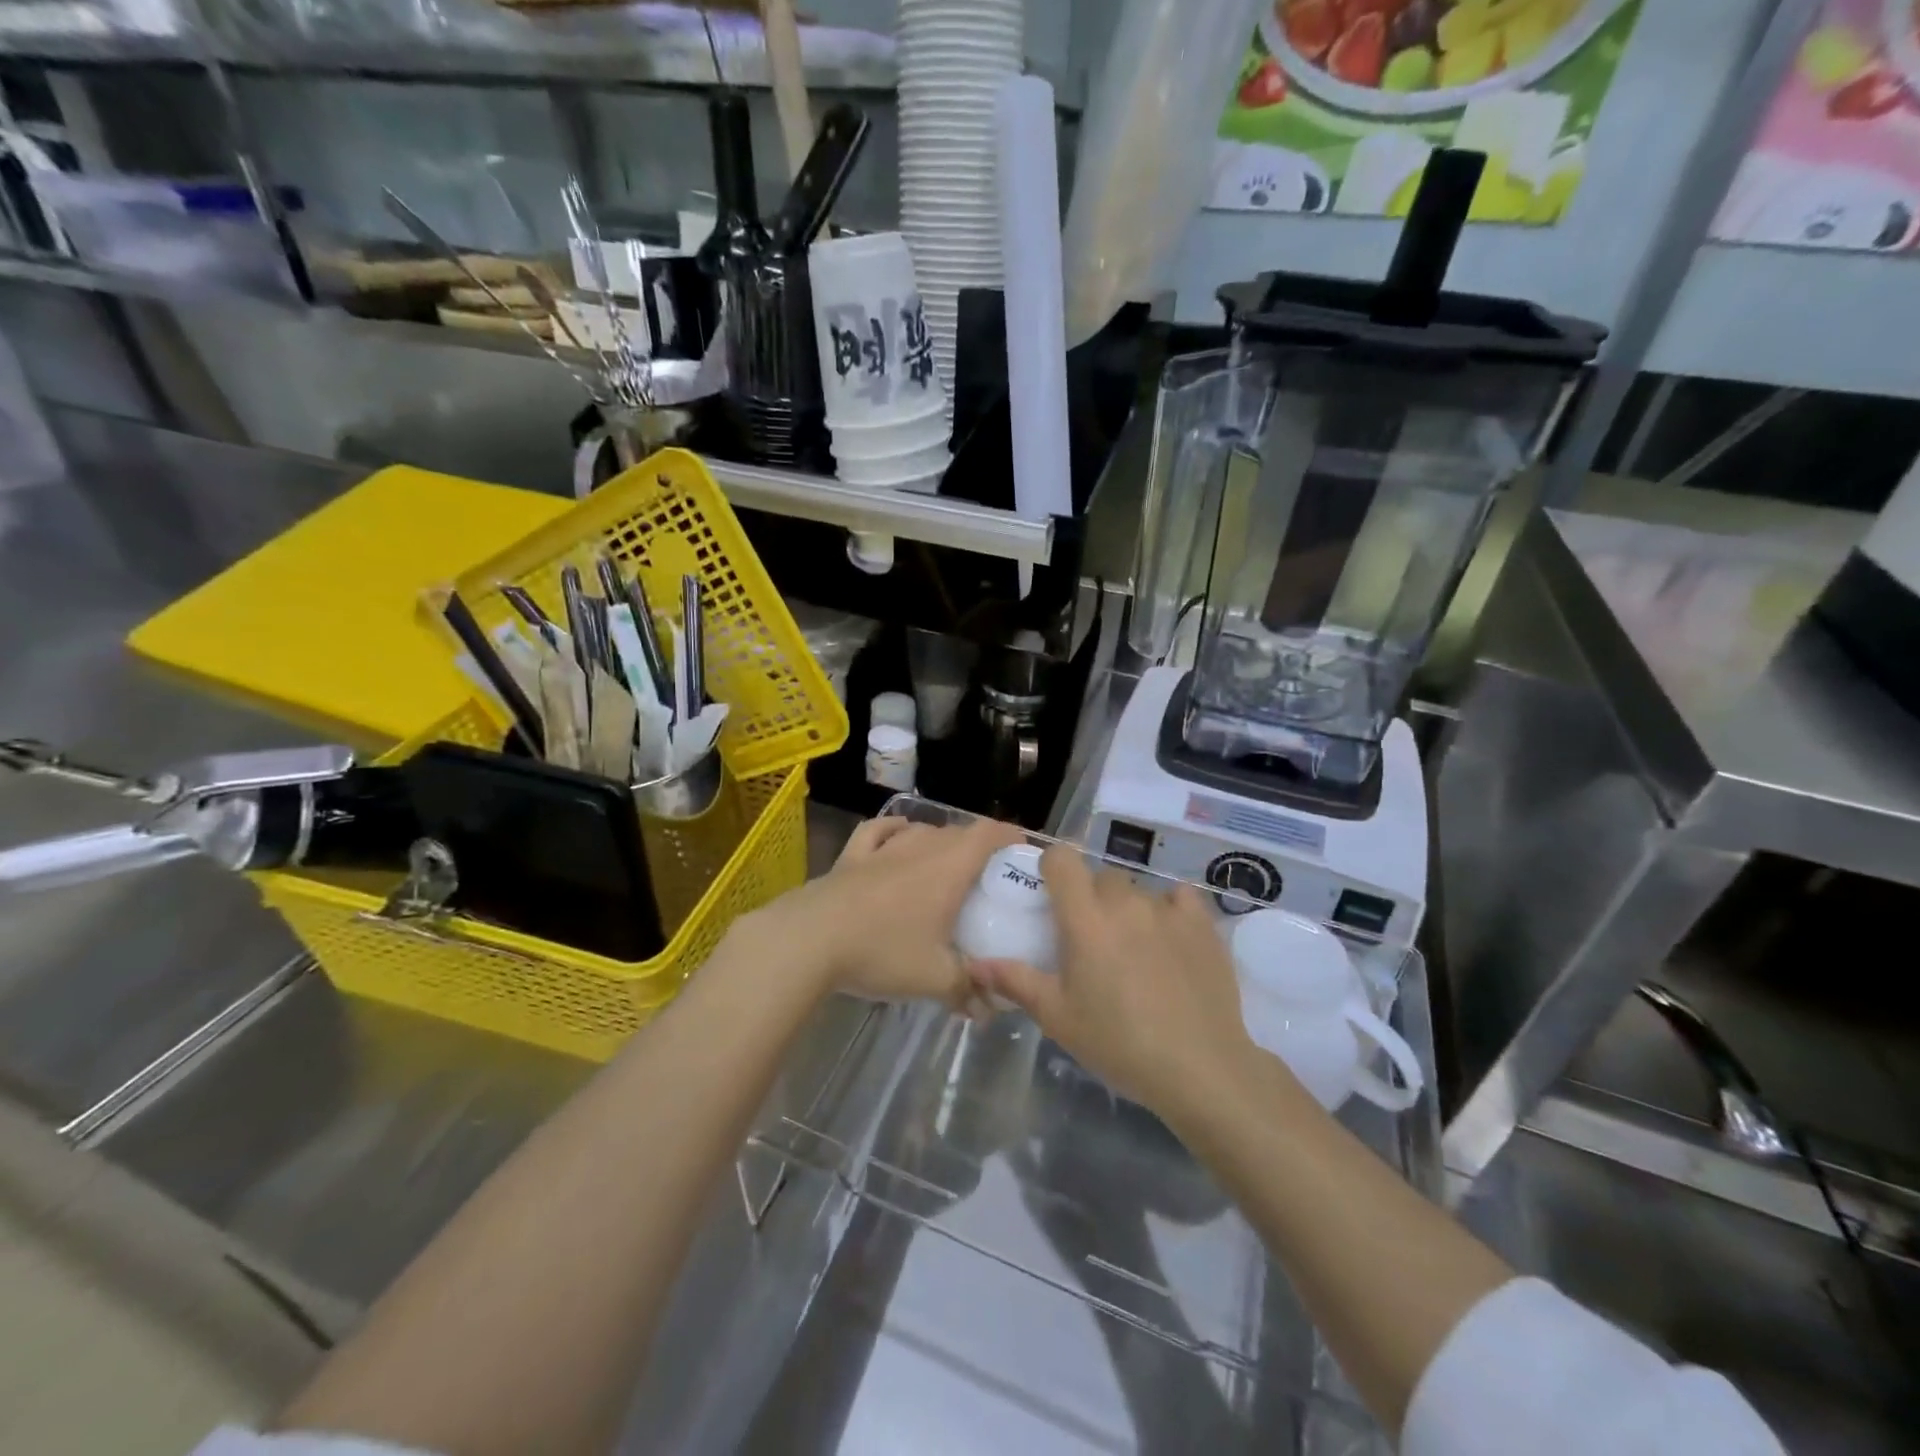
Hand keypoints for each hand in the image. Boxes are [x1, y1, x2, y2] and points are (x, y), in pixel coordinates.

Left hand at [752, 816, 1021, 1013]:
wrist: (809, 941)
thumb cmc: (882, 951)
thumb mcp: (934, 978)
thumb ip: (967, 990)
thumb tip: (990, 1009)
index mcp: (948, 868)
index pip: (988, 835)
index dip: (1009, 837)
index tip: (1022, 850)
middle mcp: (920, 847)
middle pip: (957, 833)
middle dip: (977, 846)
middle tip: (987, 875)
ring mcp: (882, 849)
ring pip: (921, 831)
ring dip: (939, 840)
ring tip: (946, 860)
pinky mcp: (851, 857)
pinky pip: (878, 832)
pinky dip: (894, 830)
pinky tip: (898, 835)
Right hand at [969, 845, 1263, 1122]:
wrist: (1200, 1068)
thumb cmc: (1118, 1043)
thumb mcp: (1058, 1017)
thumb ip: (1015, 981)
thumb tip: (975, 965)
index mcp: (1085, 919)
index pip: (1062, 858)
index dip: (1053, 867)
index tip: (1051, 894)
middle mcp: (1125, 901)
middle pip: (1100, 877)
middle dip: (1090, 897)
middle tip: (1091, 939)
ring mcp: (1167, 909)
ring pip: (1137, 890)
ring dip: (1127, 909)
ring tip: (1133, 950)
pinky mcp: (1203, 923)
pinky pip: (1179, 897)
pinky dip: (1169, 909)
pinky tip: (1169, 939)